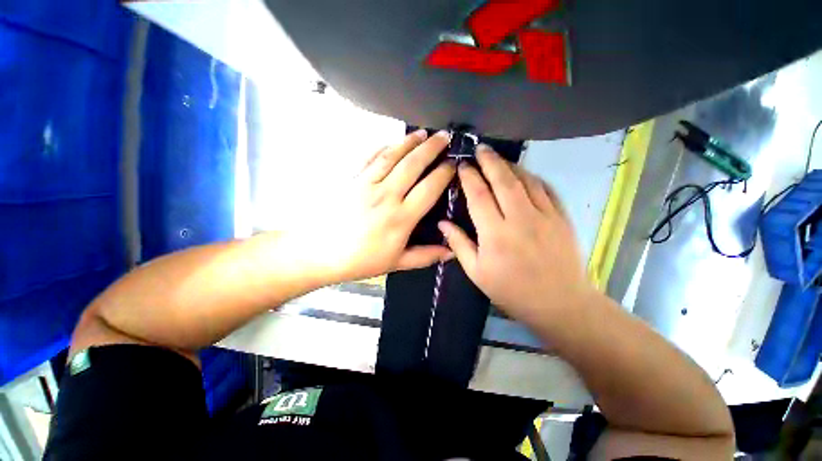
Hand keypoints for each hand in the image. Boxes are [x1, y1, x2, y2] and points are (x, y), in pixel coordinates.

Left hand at [292, 130, 455, 283]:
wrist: (319, 252)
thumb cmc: (361, 260)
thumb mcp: (396, 263)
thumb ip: (426, 256)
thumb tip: (451, 251)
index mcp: (401, 217)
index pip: (429, 188)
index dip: (444, 173)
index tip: (453, 163)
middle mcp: (386, 195)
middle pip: (413, 165)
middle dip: (432, 148)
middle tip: (444, 136)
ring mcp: (366, 184)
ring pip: (392, 156)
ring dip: (409, 142)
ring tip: (422, 133)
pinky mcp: (351, 179)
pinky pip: (370, 158)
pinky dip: (383, 148)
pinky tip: (391, 143)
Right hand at [438, 146, 593, 326]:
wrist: (558, 303)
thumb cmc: (511, 290)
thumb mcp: (476, 272)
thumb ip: (459, 244)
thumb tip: (442, 223)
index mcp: (495, 233)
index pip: (479, 195)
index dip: (469, 177)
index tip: (462, 165)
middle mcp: (519, 218)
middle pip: (503, 180)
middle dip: (489, 160)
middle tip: (480, 148)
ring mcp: (544, 215)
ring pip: (525, 180)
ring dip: (510, 165)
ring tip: (498, 158)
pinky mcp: (561, 217)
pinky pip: (546, 188)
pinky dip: (532, 177)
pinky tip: (523, 173)